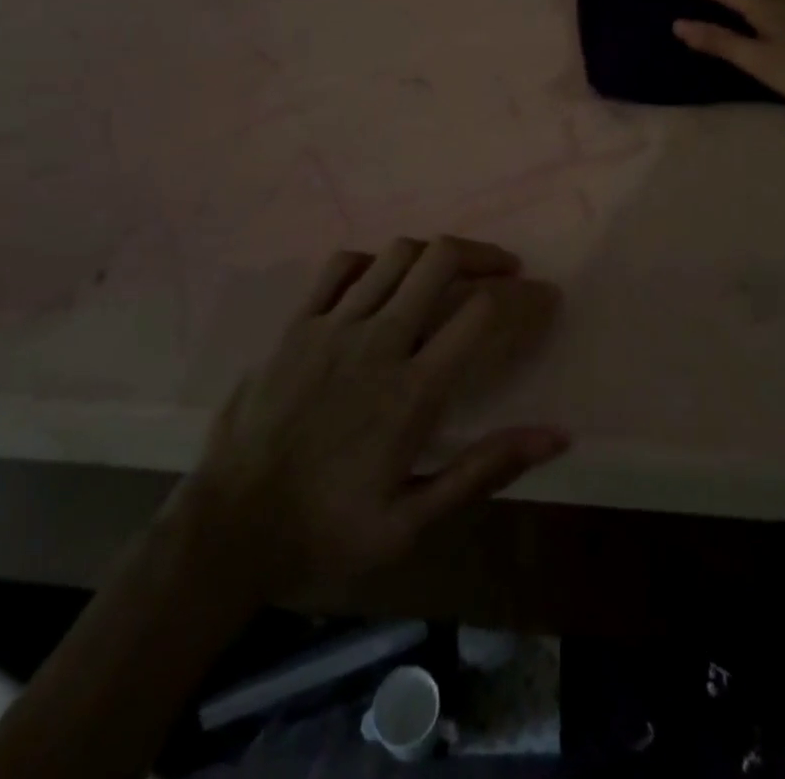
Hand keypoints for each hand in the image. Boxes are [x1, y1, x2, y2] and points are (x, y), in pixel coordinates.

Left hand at [179, 237, 566, 593]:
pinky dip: (374, 261)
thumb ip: (484, 469)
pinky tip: (385, 279)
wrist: (228, 530)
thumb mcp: (413, 521)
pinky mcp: (296, 324)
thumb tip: (556, 436)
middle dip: (484, 254)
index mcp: (412, 390)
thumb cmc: (327, 531)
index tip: (544, 296)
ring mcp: (332, 326)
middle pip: (440, 260)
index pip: (481, 312)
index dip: (522, 296)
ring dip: (435, 252)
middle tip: (504, 268)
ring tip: (453, 269)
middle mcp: (378, 342)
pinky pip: (340, 266)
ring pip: (396, 255)